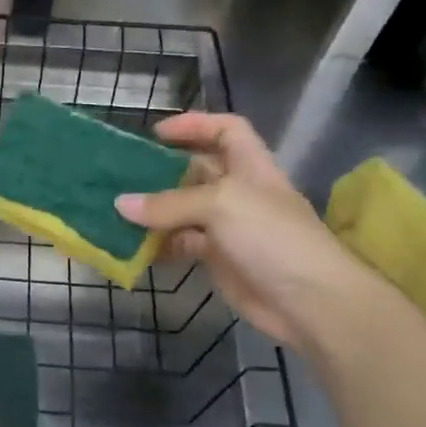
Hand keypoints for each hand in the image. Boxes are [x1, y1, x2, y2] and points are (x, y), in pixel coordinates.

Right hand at [114, 112, 378, 354]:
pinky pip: (181, 244)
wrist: (308, 301)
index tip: (157, 133)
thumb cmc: (272, 237)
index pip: (226, 131)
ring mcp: (228, 227)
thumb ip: (170, 203)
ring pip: (183, 210)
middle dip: (162, 171)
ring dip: (154, 211)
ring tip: (117, 212)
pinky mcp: (218, 259)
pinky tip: (134, 247)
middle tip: (121, 175)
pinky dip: (158, 244)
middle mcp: (238, 192)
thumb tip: (120, 204)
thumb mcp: (222, 206)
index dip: (195, 125)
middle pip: (196, 171)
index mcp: (250, 167)